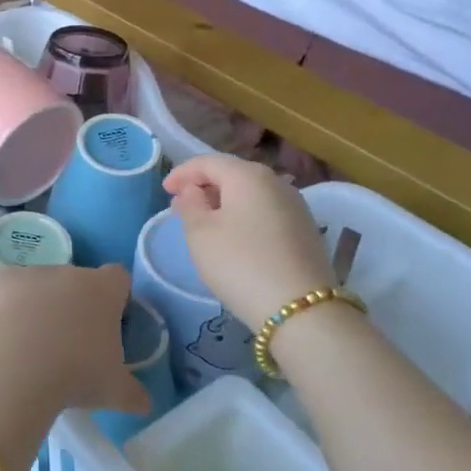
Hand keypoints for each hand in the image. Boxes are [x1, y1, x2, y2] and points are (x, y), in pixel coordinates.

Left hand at [0, 264, 151, 417]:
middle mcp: (67, 272)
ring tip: (29, 349)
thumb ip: (133, 393)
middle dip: (74, 306)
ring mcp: (28, 272)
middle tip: (70, 345)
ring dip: (36, 308)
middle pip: (76, 282)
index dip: (117, 298)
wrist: (13, 364)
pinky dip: (2, 309)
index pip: (118, 278)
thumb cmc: (76, 373)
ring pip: (37, 286)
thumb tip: (145, 402)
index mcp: (102, 290)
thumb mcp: (114, 391)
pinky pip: (2, 292)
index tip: (112, 324)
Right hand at [162, 154, 335, 327]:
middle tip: (182, 206)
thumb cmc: (240, 262)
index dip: (182, 173)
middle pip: (232, 174)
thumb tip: (193, 190)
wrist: (301, 309)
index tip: (164, 190)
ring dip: (225, 202)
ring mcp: (296, 206)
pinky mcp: (306, 230)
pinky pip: (266, 212)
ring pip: (251, 194)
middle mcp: (276, 182)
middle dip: (204, 186)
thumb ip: (191, 205)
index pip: (207, 162)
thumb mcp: (201, 234)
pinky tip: (235, 237)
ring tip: (206, 223)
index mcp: (248, 175)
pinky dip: (245, 217)